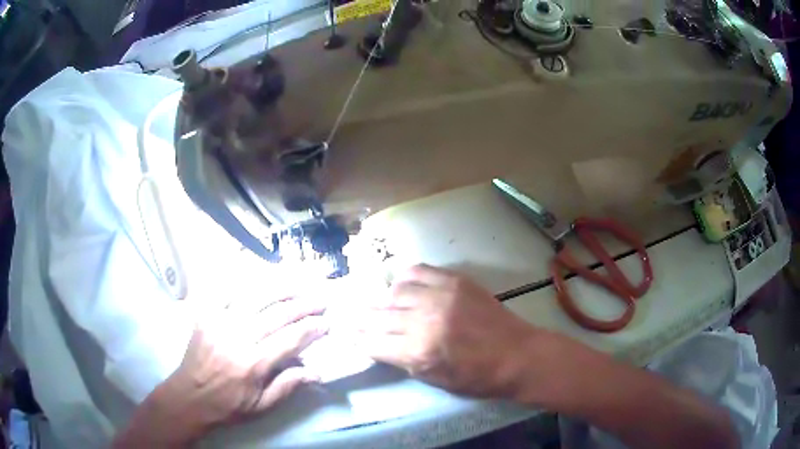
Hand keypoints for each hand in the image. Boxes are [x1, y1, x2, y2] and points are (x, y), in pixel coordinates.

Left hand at [116, 295, 328, 446]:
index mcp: (252, 364)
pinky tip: (257, 273)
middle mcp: (236, 337)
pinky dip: (242, 278)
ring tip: (297, 283)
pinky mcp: (205, 314)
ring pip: (253, 294)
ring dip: (279, 287)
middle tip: (319, 300)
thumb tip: (316, 371)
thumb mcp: (261, 406)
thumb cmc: (228, 405)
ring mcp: (218, 321)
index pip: (289, 339)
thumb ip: (288, 387)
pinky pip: (225, 288)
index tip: (326, 323)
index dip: (311, 329)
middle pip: (276, 313)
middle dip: (302, 305)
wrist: (189, 396)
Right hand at [353, 264, 536, 397]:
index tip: (351, 337)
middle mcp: (423, 320)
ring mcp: (440, 296)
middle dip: (362, 320)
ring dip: (385, 300)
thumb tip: (382, 346)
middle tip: (354, 318)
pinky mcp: (455, 281)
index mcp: (418, 352)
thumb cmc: (478, 378)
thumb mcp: (436, 381)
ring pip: (395, 290)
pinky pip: (419, 270)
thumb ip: (405, 361)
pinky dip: (405, 277)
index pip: (373, 343)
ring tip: (385, 305)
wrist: (517, 355)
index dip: (358, 340)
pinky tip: (404, 285)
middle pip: (378, 316)